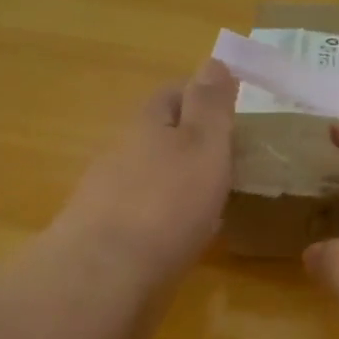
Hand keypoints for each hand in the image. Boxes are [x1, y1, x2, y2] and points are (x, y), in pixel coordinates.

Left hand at [48, 59, 236, 280]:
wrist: (103, 279)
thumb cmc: (166, 202)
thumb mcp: (203, 144)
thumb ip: (211, 105)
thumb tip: (214, 60)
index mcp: (147, 124)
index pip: (173, 93)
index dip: (203, 95)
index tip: (234, 110)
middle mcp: (124, 153)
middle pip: (161, 134)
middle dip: (194, 139)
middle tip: (235, 155)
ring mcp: (113, 197)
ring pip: (155, 174)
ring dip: (184, 178)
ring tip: (221, 195)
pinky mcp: (111, 237)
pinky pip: (150, 213)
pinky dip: (173, 214)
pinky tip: (193, 233)